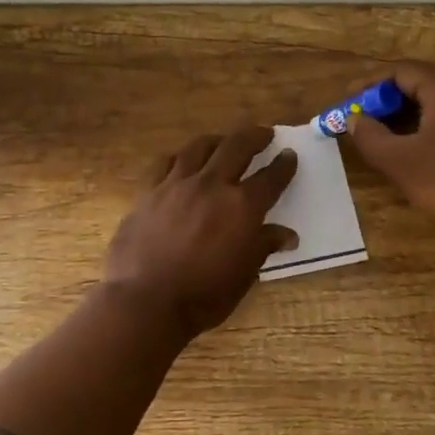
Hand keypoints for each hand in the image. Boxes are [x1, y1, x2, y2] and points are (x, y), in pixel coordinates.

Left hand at [103, 127, 297, 337]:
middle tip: (263, 133)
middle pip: (237, 147)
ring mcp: (176, 184)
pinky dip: (179, 157)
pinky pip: (165, 163)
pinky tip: (181, 161)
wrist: (145, 300)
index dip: (283, 165)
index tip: (289, 155)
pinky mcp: (147, 192)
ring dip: (217, 140)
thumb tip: (286, 235)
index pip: (271, 178)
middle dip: (254, 136)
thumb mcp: (243, 276)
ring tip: (223, 141)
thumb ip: (262, 247)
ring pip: (199, 147)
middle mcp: (211, 186)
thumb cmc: (202, 296)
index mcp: (242, 207)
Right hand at [345, 62, 434, 248]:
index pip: (401, 71)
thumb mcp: (401, 163)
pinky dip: (434, 125)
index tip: (347, 103)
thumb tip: (353, 119)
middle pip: (423, 83)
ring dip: (411, 115)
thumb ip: (370, 136)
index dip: (369, 85)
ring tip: (388, 137)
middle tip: (365, 120)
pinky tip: (422, 150)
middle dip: (389, 100)